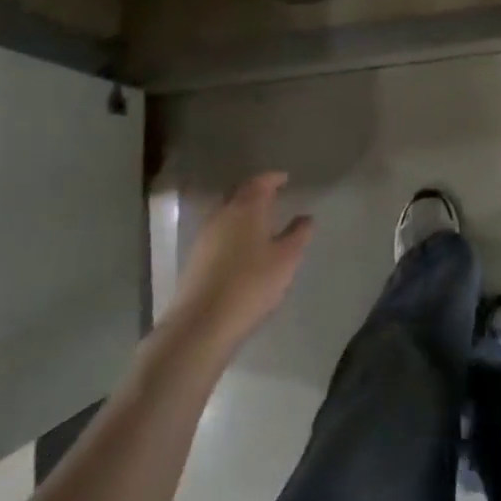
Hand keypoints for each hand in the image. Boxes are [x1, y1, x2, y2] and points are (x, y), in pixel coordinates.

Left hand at [165, 172, 313, 355]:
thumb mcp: (286, 259)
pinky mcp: (195, 257)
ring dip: (242, 211)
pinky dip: (232, 230)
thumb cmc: (251, 284)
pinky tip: (241, 246)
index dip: (273, 178)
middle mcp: (223, 214)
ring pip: (226, 212)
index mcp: (247, 208)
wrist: (202, 322)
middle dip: (256, 191)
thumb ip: (299, 234)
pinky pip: (218, 231)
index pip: (260, 182)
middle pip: (239, 193)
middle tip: (273, 196)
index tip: (285, 179)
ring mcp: (205, 235)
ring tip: (260, 222)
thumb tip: (305, 217)